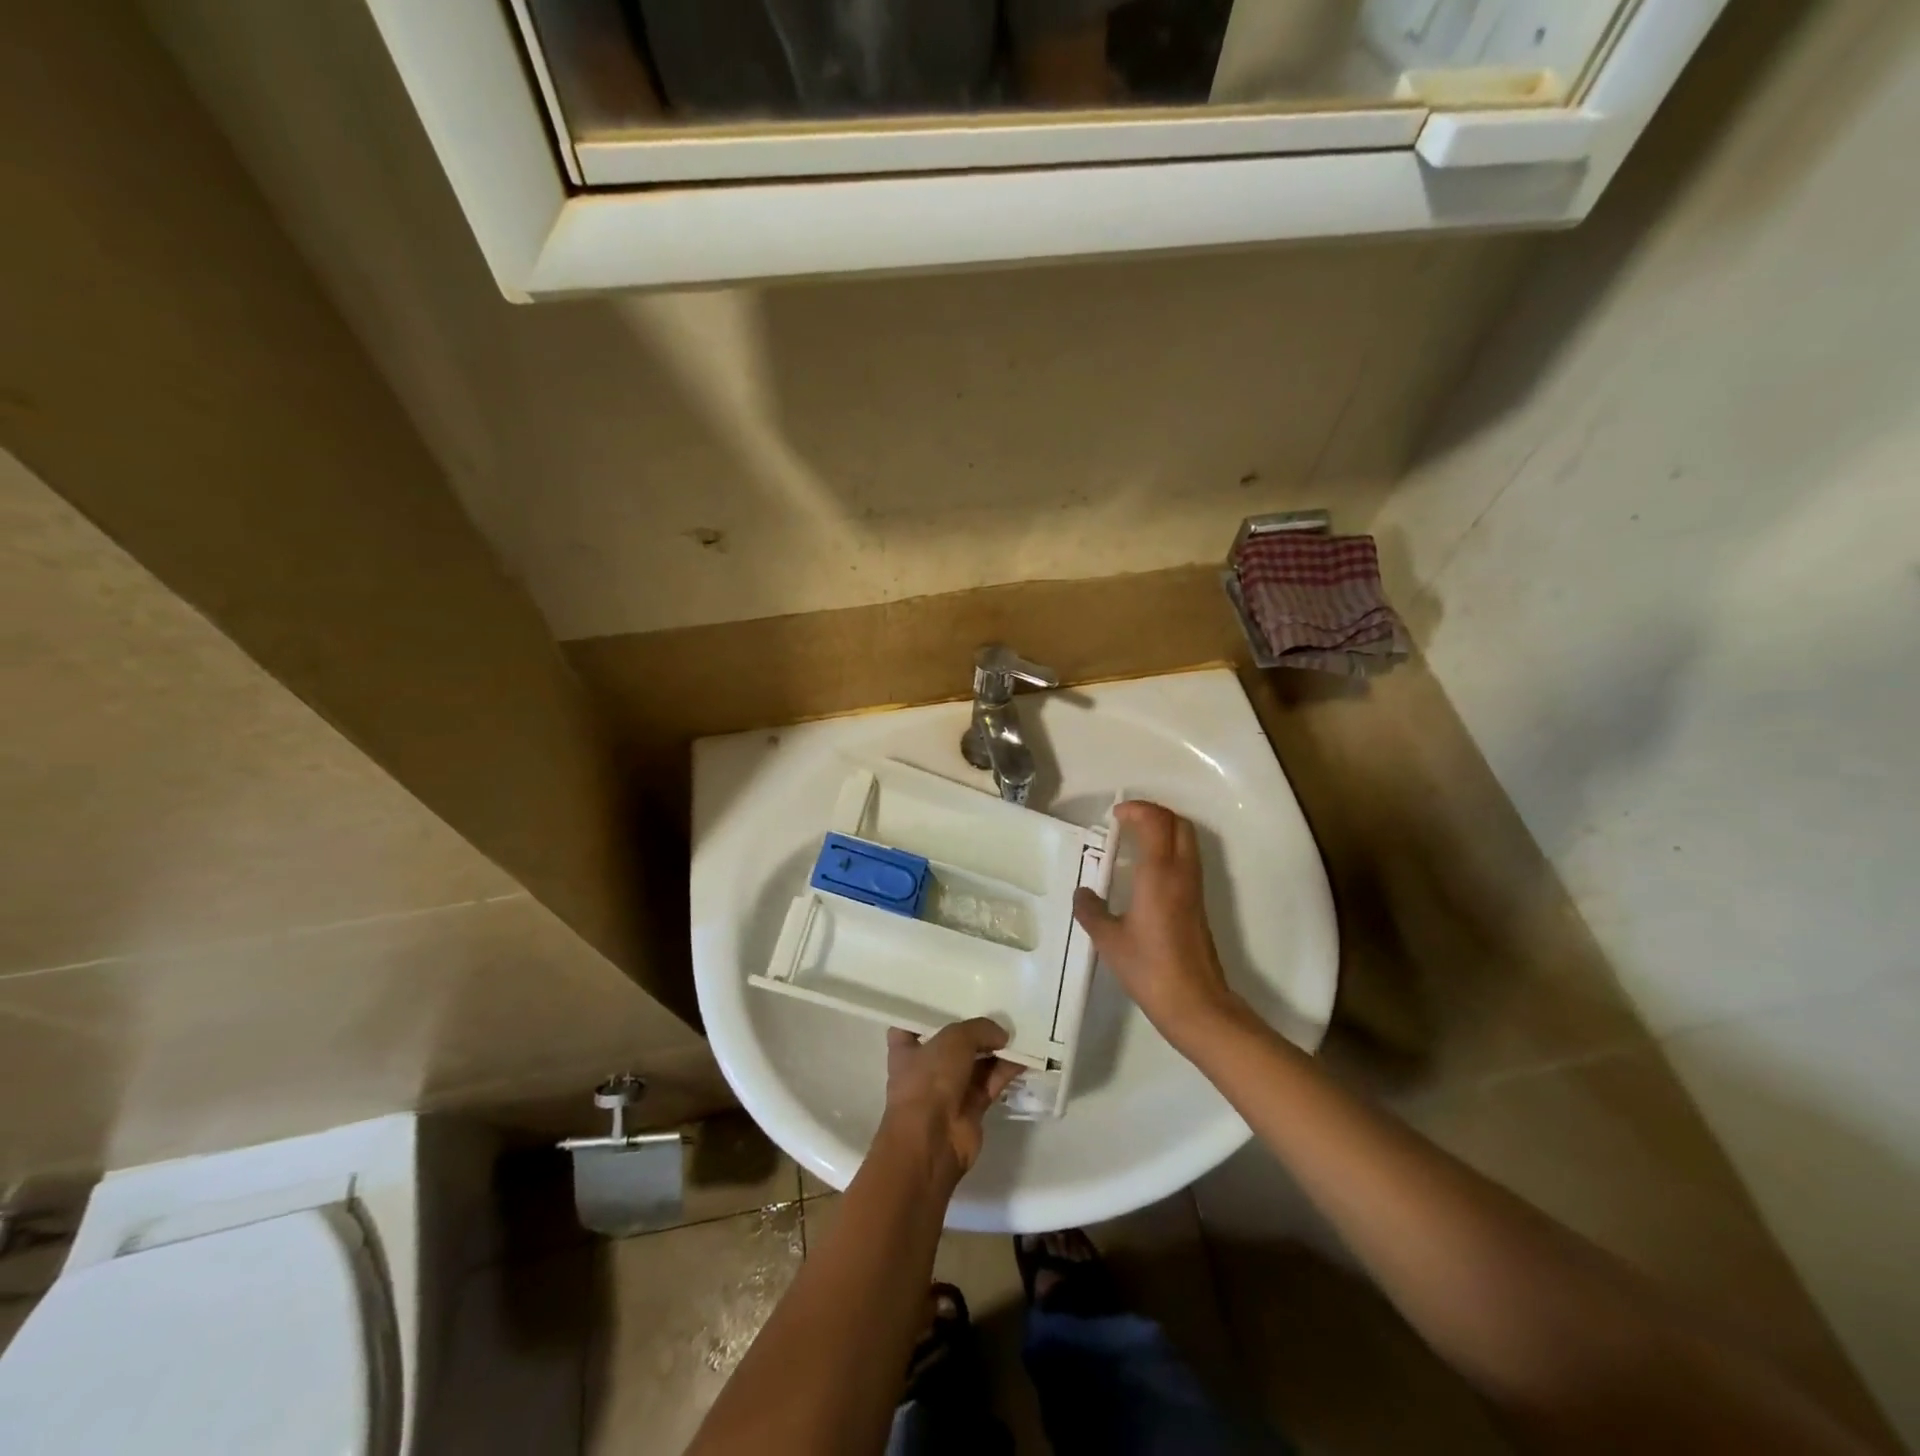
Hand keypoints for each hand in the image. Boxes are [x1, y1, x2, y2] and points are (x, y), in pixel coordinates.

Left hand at [882, 1018, 1020, 1181]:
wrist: (932, 1141)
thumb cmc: (930, 1080)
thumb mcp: (954, 1039)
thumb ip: (980, 1030)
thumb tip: (1002, 1036)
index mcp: (906, 1048)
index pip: (912, 1023)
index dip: (927, 1011)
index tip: (948, 996)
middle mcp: (926, 1067)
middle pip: (952, 1041)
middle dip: (973, 1028)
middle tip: (996, 1006)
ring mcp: (949, 1088)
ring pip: (976, 1062)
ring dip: (995, 1048)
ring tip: (1018, 1027)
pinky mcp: (971, 1107)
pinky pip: (992, 1081)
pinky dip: (1006, 1070)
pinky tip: (1025, 1054)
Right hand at [1073, 801, 1245, 1047]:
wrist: (1195, 1004)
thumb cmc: (1149, 968)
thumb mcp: (1109, 940)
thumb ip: (1091, 911)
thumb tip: (1082, 893)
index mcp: (1159, 874)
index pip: (1156, 821)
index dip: (1136, 810)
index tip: (1115, 816)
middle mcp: (1181, 873)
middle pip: (1178, 823)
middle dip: (1153, 814)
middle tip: (1126, 822)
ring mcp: (1194, 888)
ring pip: (1186, 840)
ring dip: (1163, 830)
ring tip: (1134, 842)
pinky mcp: (1198, 904)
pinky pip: (1186, 860)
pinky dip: (1168, 850)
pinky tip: (1145, 872)